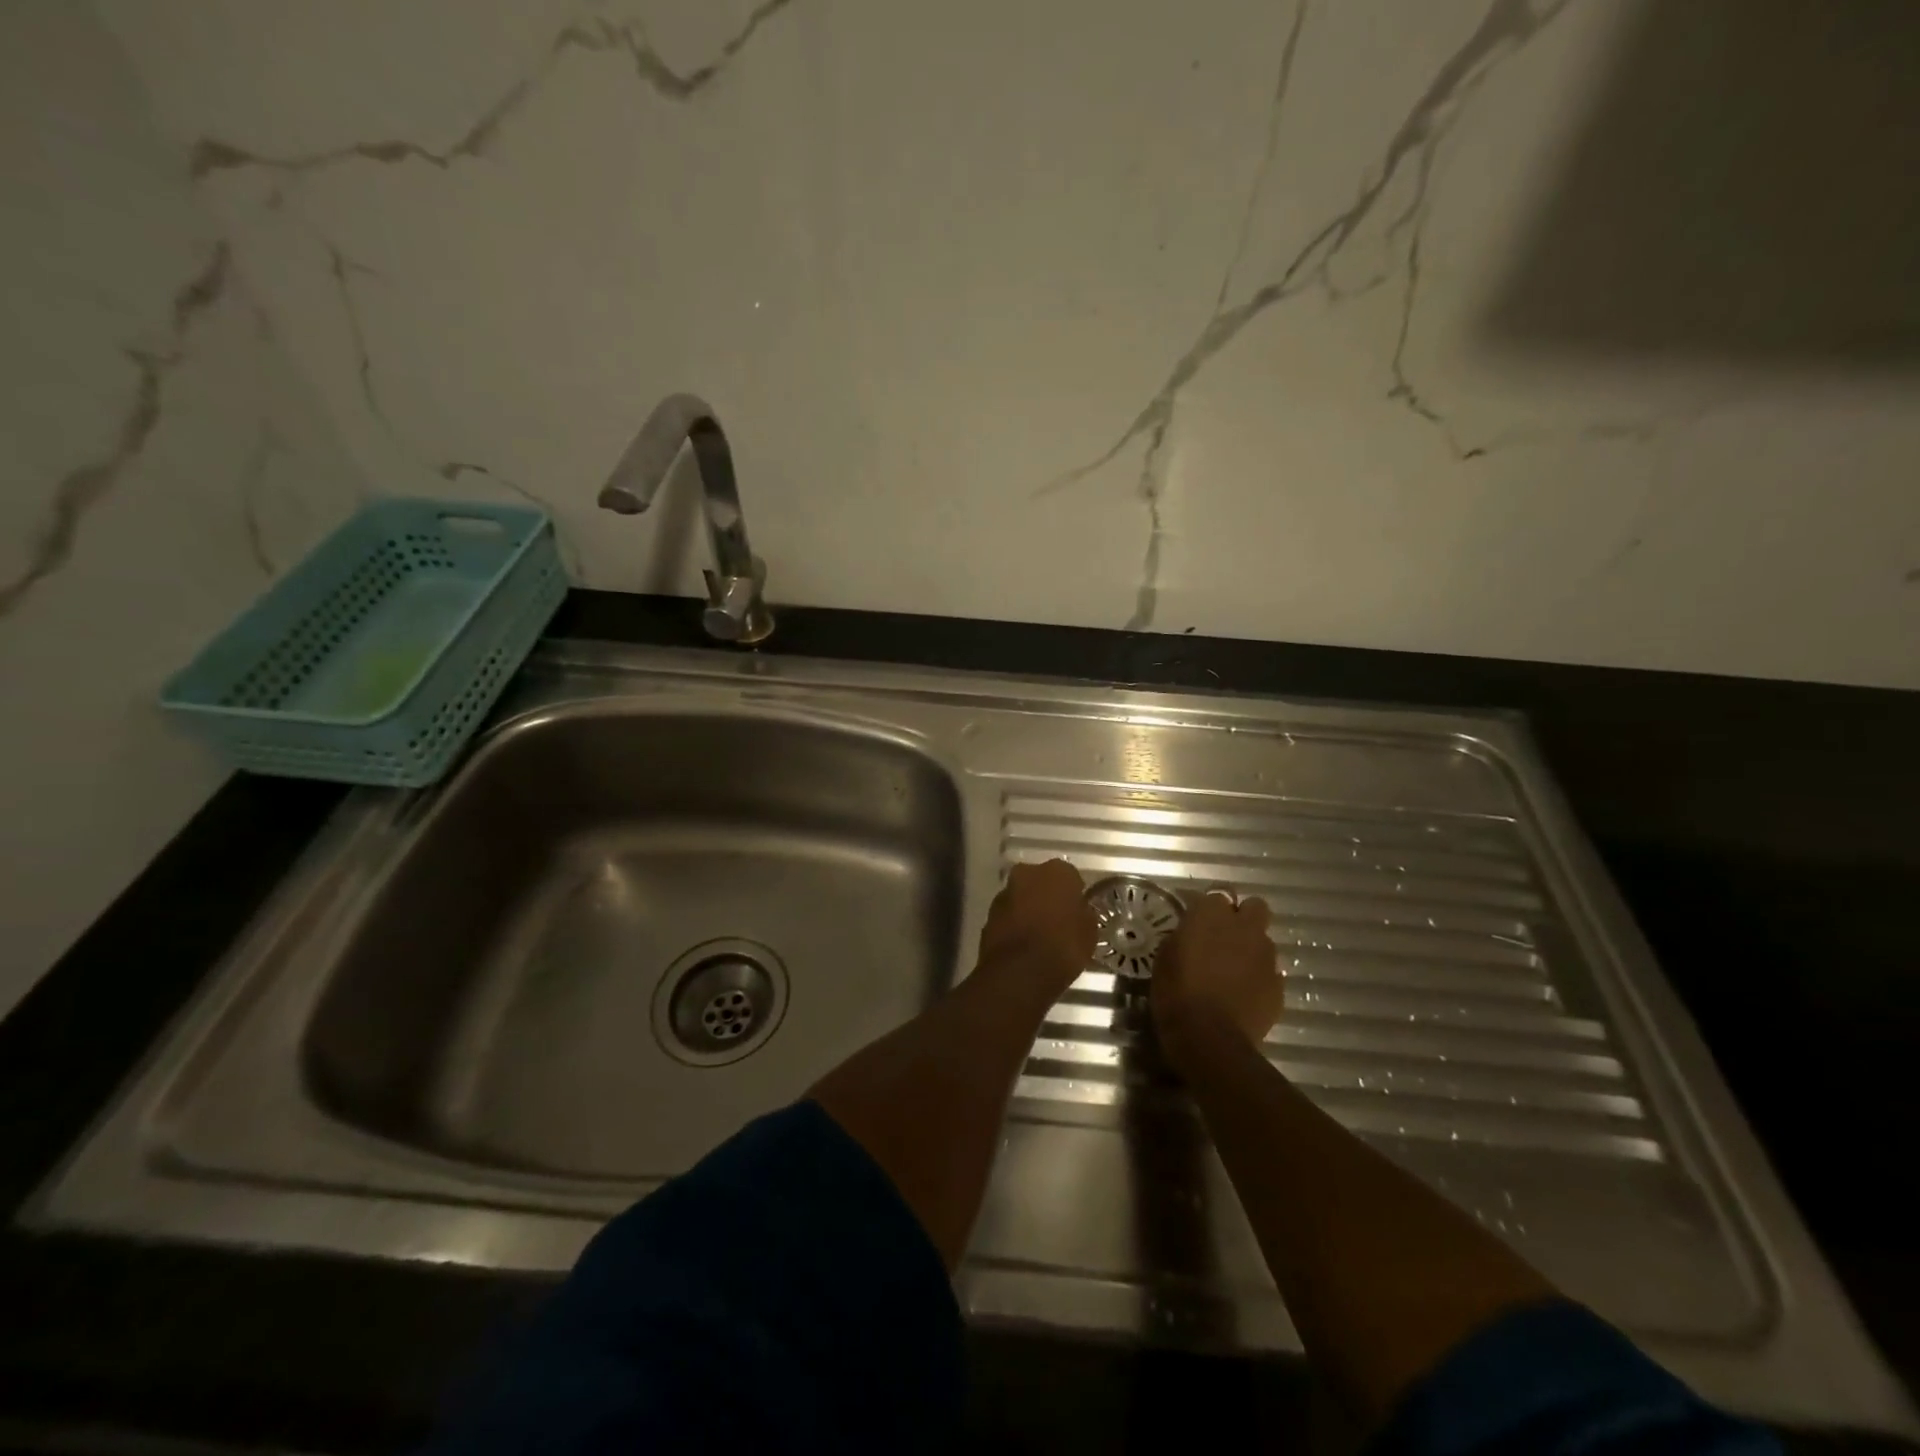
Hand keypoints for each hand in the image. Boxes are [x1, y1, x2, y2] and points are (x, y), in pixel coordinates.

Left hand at [976, 859, 1096, 1001]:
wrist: (1019, 972)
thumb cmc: (1063, 947)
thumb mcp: (1089, 933)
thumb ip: (1083, 914)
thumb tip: (1078, 911)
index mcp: (1057, 871)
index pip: (1070, 876)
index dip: (1074, 895)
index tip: (1077, 912)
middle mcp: (1027, 873)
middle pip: (1041, 881)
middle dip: (1047, 896)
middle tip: (1058, 920)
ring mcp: (1004, 893)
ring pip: (1021, 897)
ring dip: (1028, 909)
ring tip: (1040, 935)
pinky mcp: (988, 915)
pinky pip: (1008, 916)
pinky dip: (1014, 925)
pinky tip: (1023, 945)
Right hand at [1152, 890, 1282, 1070]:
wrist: (1208, 1037)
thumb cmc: (1176, 992)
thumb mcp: (1166, 956)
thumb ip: (1185, 936)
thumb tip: (1192, 934)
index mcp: (1212, 915)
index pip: (1217, 894)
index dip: (1210, 908)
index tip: (1199, 921)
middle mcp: (1245, 928)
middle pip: (1255, 907)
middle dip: (1243, 917)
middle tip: (1225, 937)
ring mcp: (1266, 957)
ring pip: (1264, 941)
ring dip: (1251, 950)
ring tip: (1234, 971)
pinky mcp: (1278, 986)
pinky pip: (1270, 973)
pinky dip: (1259, 979)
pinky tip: (1243, 995)